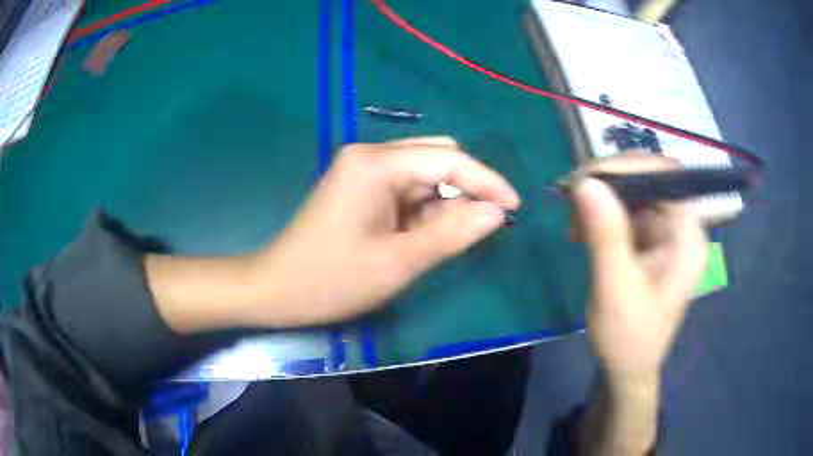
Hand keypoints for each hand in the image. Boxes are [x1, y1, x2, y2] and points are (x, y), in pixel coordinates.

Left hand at [241, 136, 519, 326]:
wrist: (277, 289)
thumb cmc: (331, 280)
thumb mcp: (398, 262)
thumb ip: (452, 233)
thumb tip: (498, 213)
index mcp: (376, 164)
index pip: (448, 159)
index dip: (487, 181)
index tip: (516, 207)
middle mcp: (370, 155)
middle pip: (436, 157)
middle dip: (466, 188)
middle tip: (481, 227)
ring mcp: (363, 170)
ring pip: (423, 175)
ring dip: (444, 202)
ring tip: (444, 241)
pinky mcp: (361, 187)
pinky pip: (406, 189)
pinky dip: (424, 209)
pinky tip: (422, 236)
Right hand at [571, 153, 707, 388]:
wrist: (627, 368)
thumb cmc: (628, 339)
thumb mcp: (615, 290)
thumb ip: (605, 236)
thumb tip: (585, 183)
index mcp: (688, 238)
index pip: (666, 176)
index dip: (629, 166)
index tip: (587, 178)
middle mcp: (681, 227)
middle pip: (649, 178)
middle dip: (609, 182)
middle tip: (572, 197)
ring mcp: (665, 231)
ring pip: (633, 191)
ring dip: (600, 198)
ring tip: (573, 221)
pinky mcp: (649, 239)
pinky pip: (625, 210)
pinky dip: (600, 213)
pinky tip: (581, 231)